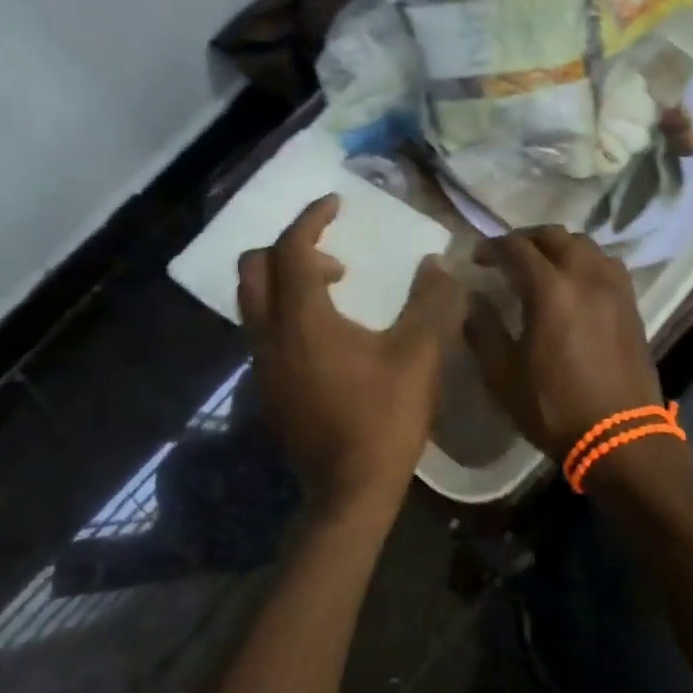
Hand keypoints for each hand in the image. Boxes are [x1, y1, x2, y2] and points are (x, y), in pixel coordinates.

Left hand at [239, 196, 465, 525]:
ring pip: (252, 301)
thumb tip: (439, 264)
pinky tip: (325, 335)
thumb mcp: (419, 354)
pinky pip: (262, 330)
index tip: (335, 203)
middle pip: (253, 268)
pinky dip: (284, 312)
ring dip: (284, 281)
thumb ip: (431, 302)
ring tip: (334, 291)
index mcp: (303, 318)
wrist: (349, 490)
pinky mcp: (267, 388)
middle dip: (287, 247)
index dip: (311, 218)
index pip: (292, 248)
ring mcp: (262, 364)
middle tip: (333, 256)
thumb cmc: (384, 418)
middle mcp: (270, 334)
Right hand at [464, 226, 665, 463]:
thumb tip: (471, 301)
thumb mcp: (504, 376)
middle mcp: (586, 277)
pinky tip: (576, 282)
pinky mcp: (631, 303)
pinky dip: (586, 260)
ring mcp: (614, 288)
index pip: (517, 248)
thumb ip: (483, 331)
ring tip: (542, 265)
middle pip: (554, 235)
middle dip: (525, 239)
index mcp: (550, 290)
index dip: (492, 247)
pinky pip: (607, 264)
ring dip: (558, 246)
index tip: (476, 259)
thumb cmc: (555, 408)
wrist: (621, 437)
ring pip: (585, 244)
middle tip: (506, 257)